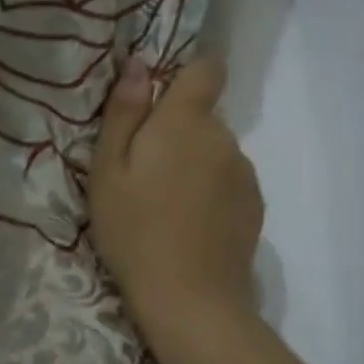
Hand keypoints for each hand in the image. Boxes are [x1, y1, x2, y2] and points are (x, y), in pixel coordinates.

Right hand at [88, 55, 263, 337]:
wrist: (190, 299)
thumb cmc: (135, 231)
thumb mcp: (108, 171)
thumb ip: (124, 112)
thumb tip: (138, 64)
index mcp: (186, 121)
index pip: (207, 68)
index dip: (190, 72)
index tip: (163, 98)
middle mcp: (224, 137)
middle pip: (203, 117)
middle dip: (178, 132)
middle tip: (145, 174)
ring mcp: (245, 172)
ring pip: (215, 151)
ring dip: (196, 164)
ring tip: (168, 206)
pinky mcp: (255, 204)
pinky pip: (229, 181)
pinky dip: (212, 191)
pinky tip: (193, 225)